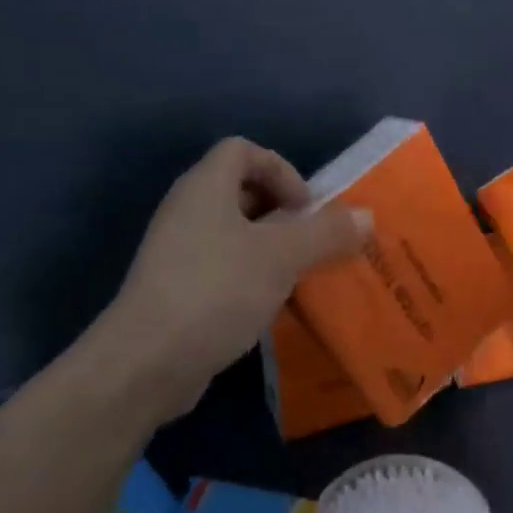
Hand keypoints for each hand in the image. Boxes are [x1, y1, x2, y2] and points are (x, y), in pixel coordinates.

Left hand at [92, 137, 369, 424]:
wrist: (147, 362)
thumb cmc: (216, 291)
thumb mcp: (281, 257)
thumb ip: (325, 233)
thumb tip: (366, 216)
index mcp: (205, 187)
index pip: (243, 150)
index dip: (281, 170)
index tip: (306, 209)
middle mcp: (187, 211)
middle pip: (240, 191)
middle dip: (283, 212)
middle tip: (310, 242)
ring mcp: (179, 252)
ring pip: (234, 233)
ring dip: (271, 248)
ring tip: (299, 275)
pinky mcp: (178, 289)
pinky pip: (224, 267)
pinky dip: (252, 276)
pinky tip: (271, 305)